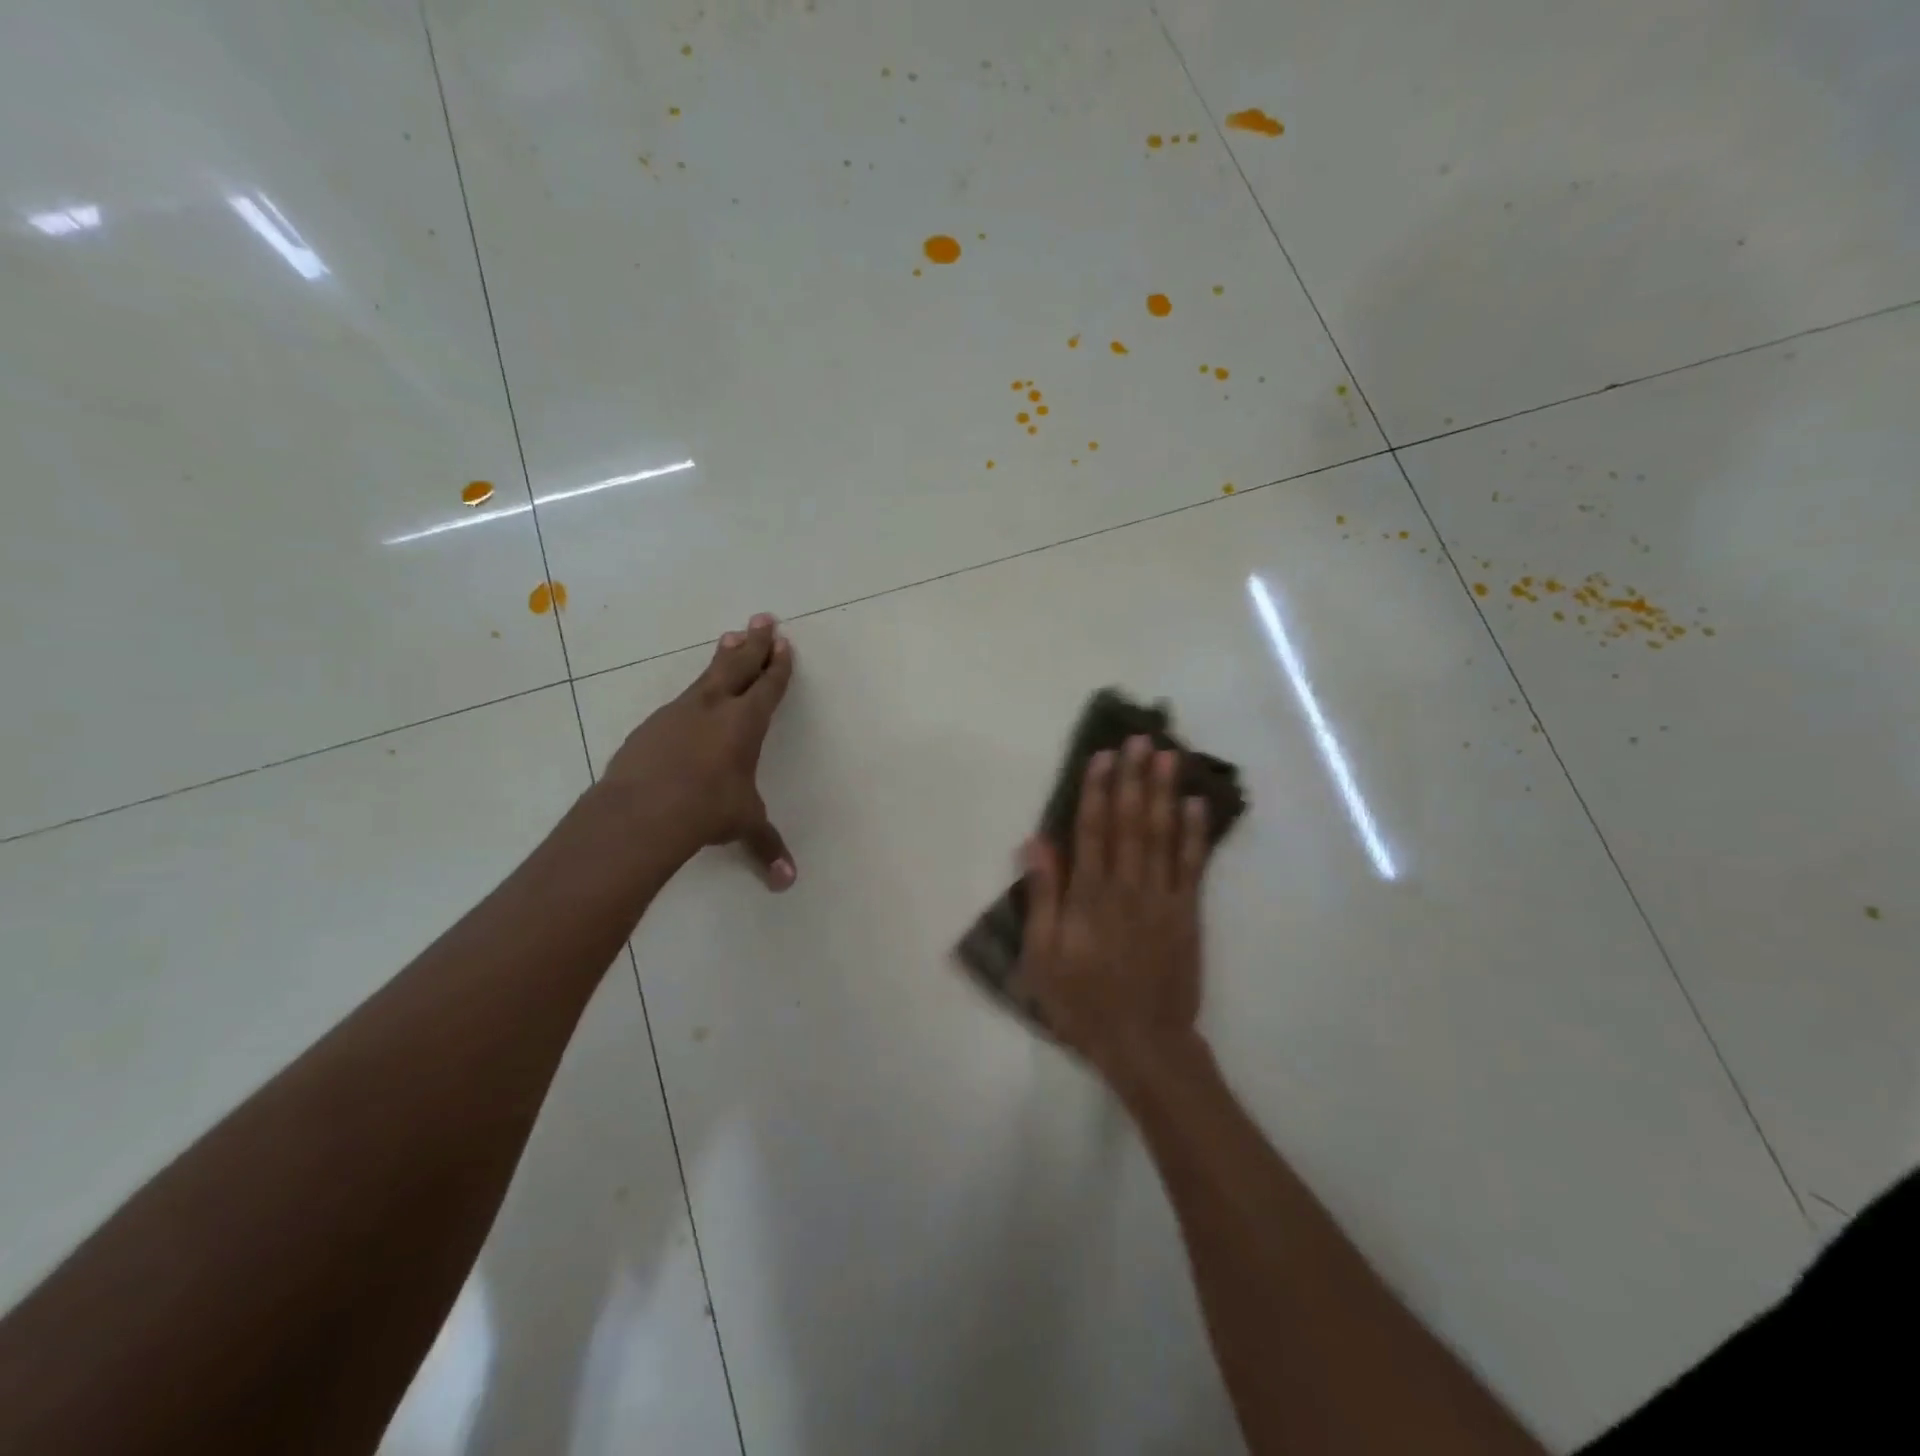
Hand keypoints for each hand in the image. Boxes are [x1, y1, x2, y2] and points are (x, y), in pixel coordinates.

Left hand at [603, 612, 796, 888]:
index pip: (768, 687)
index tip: (784, 644)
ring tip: (730, 637)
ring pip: (706, 676)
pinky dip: (693, 692)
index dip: (778, 666)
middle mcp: (713, 708)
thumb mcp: (743, 825)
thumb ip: (766, 846)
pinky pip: (679, 701)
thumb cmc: (706, 811)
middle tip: (763, 618)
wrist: (641, 812)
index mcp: (745, 723)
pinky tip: (691, 698)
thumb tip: (787, 883)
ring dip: (723, 657)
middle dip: (755, 643)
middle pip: (738, 666)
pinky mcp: (650, 727)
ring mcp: (677, 713)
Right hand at [1018, 735, 1211, 1083]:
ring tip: (1170, 756)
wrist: (1143, 1043)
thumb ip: (1043, 897)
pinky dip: (1195, 834)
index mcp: (1090, 895)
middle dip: (1135, 778)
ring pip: (1163, 835)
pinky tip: (1198, 804)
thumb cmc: (1082, 1001)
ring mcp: (1163, 898)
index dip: (1097, 789)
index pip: (1092, 830)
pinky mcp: (1188, 913)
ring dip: (1165, 793)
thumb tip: (1035, 843)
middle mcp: (1128, 886)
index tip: (1103, 756)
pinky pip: (1193, 866)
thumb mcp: (1043, 956)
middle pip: (1131, 822)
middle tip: (1142, 739)